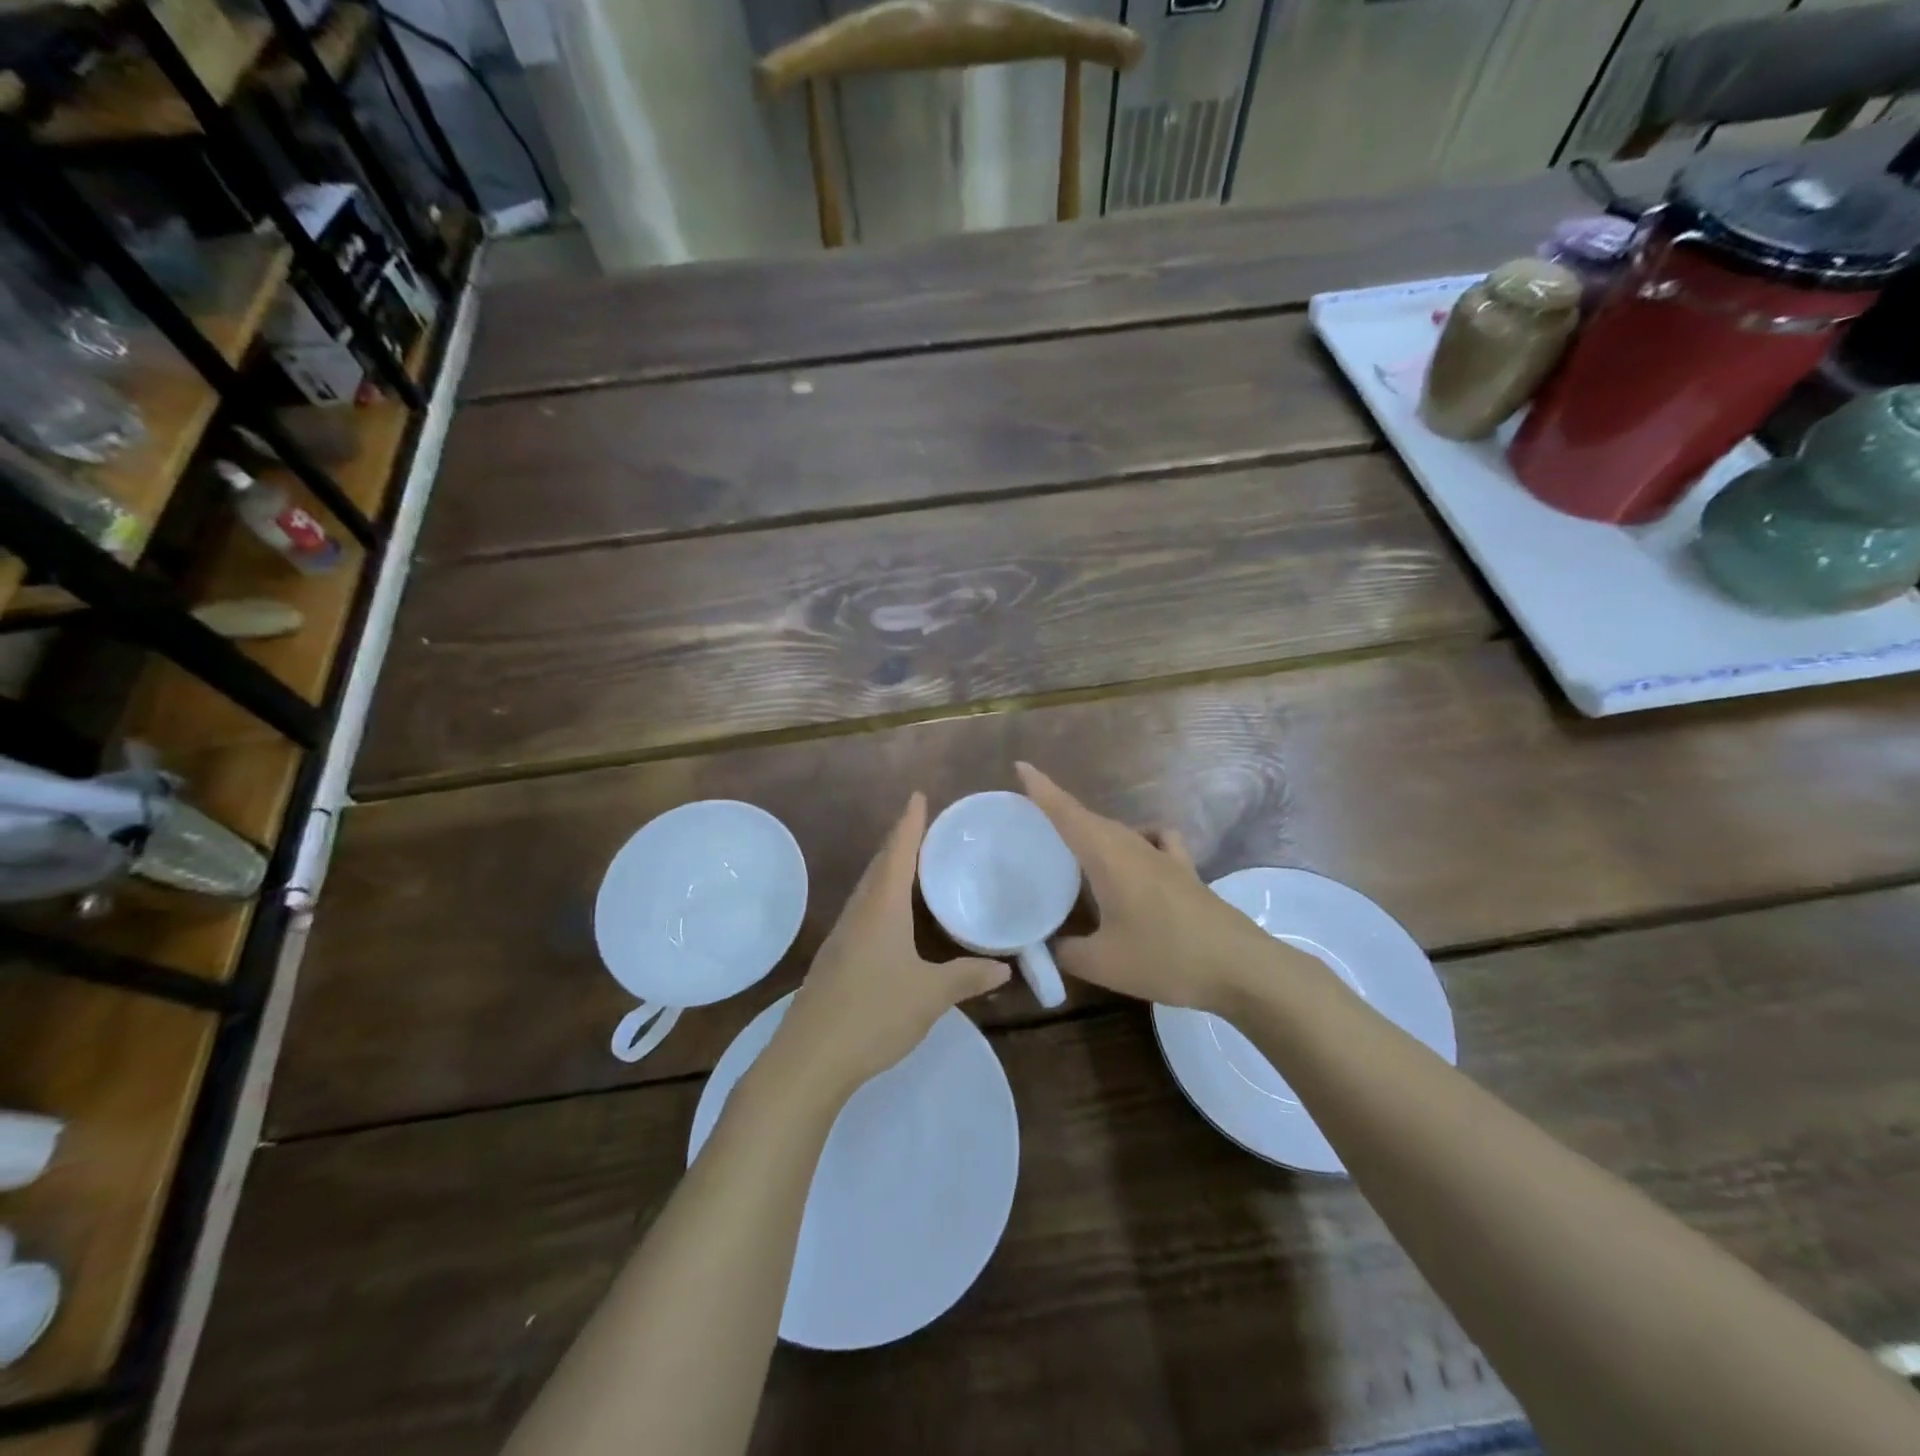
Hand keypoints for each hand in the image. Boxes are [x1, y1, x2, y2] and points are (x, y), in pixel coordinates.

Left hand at [765, 793, 1008, 1104]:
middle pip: (879, 866)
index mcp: (881, 908)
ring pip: (868, 889)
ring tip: (911, 862)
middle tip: (923, 825)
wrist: (809, 1058)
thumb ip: (966, 977)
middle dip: (899, 841)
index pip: (898, 853)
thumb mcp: (930, 996)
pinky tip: (891, 915)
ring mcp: (842, 936)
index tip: (918, 796)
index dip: (909, 824)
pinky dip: (881, 897)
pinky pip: (863, 911)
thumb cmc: (873, 1014)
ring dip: (888, 869)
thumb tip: (1004, 968)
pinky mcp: (835, 958)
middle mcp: (859, 913)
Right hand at [1016, 762, 1303, 1014]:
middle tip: (1032, 819)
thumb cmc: (1165, 958)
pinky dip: (1138, 839)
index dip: (1042, 789)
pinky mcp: (1186, 871)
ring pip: (1119, 830)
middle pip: (1090, 819)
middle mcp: (1133, 846)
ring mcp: (1164, 856)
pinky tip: (1135, 857)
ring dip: (1094, 831)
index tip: (1021, 766)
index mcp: (1107, 857)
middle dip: (1060, 812)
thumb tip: (1051, 946)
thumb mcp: (1103, 963)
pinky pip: (1154, 840)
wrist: (1240, 968)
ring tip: (1075, 849)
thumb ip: (1067, 951)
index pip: (1067, 813)